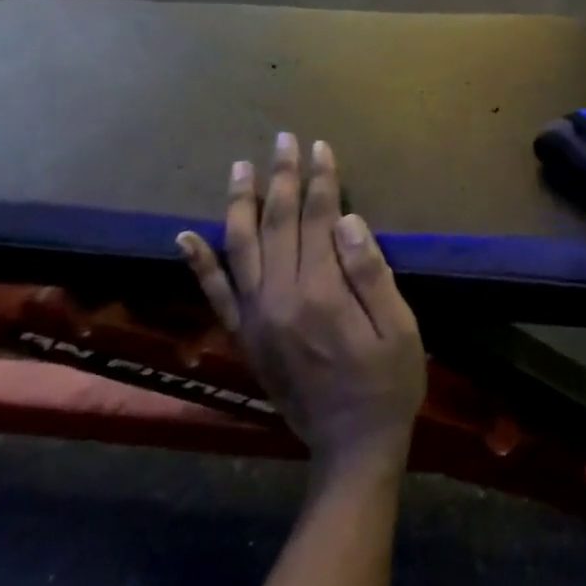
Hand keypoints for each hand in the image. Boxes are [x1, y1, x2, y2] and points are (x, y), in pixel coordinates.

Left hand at [179, 135, 426, 476]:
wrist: (351, 445)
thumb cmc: (388, 383)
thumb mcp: (399, 328)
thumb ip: (371, 273)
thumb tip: (348, 221)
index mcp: (322, 293)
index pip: (318, 219)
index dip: (320, 180)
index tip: (321, 147)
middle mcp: (280, 298)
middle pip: (277, 223)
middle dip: (282, 177)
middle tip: (284, 139)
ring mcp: (255, 317)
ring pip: (240, 247)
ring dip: (240, 203)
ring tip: (240, 166)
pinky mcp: (244, 336)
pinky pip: (215, 293)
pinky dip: (199, 262)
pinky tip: (186, 235)